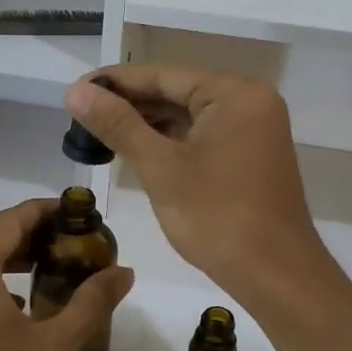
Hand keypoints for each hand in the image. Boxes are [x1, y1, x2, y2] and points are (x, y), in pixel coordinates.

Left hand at [0, 199, 134, 350]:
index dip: (48, 212)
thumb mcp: (51, 348)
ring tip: (49, 278)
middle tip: (74, 251)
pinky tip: (13, 312)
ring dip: (9, 264)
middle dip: (33, 239)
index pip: (13, 218)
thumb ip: (90, 303)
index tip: (81, 216)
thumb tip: (124, 271)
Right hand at [63, 66, 330, 307]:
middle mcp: (250, 101)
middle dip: (130, 103)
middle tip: (81, 113)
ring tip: (99, 130)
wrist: (276, 275)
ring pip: (189, 115)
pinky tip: (136, 147)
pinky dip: (171, 140)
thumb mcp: (161, 168)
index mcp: (235, 94)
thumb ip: (118, 125)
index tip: (77, 89)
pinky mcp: (250, 154)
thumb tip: (76, 91)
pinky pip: (203, 135)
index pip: (164, 75)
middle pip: (178, 92)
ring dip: (148, 123)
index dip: (117, 82)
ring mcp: (254, 129)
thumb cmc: (218, 218)